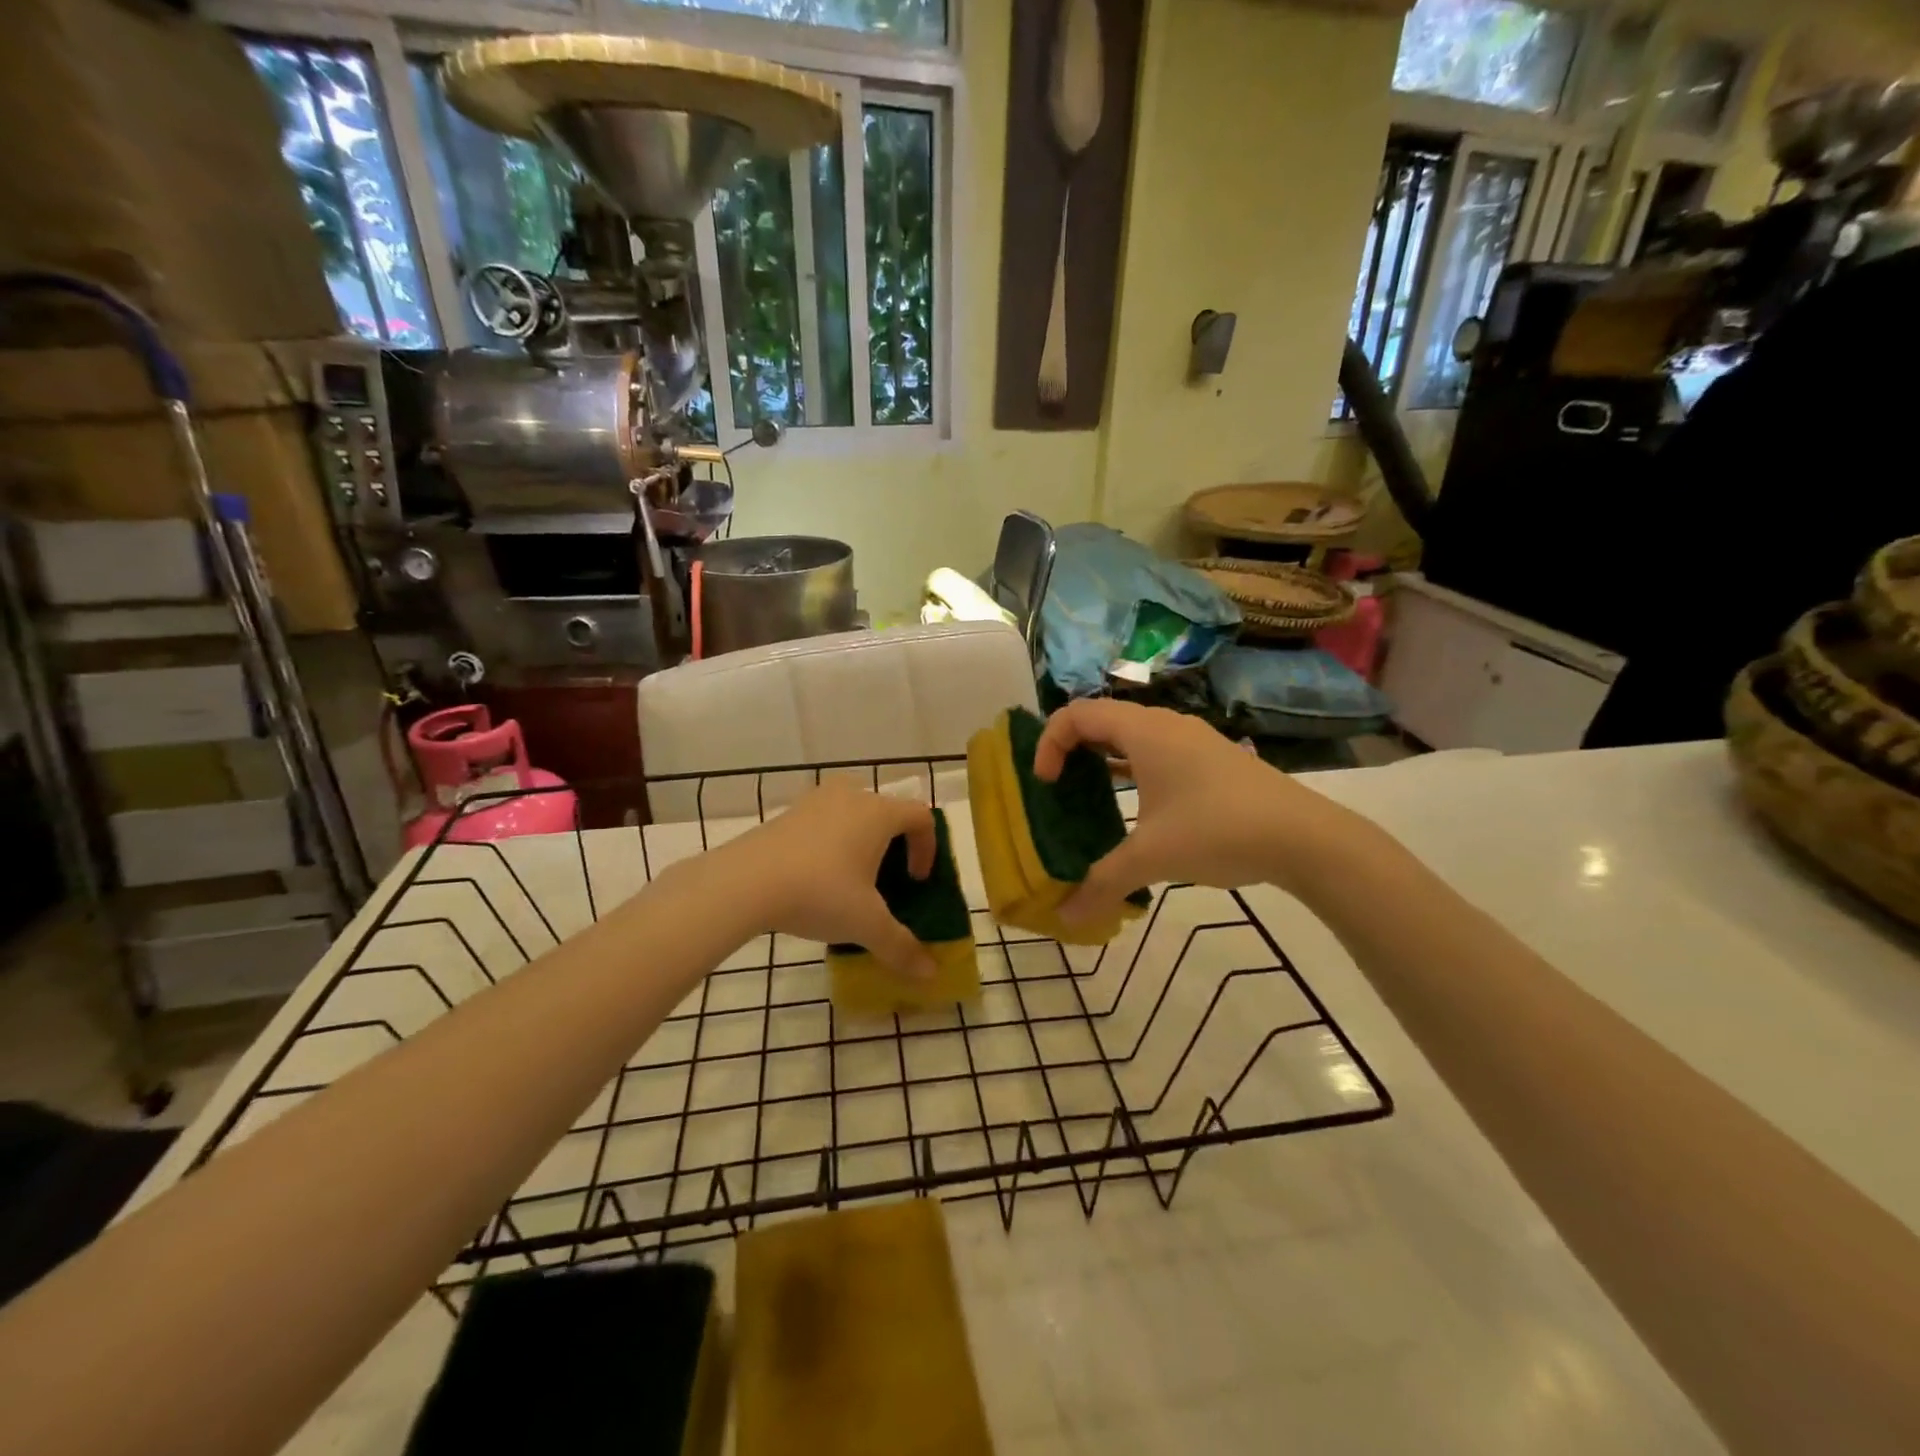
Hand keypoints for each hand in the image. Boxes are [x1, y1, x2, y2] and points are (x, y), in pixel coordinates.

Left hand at [720, 781, 937, 979]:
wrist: (744, 882)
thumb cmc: (819, 893)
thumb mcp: (866, 924)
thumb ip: (900, 946)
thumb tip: (930, 973)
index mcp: (879, 812)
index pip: (921, 817)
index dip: (928, 848)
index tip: (916, 881)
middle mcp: (851, 795)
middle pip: (887, 811)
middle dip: (894, 844)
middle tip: (887, 880)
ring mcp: (815, 800)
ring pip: (853, 813)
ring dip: (861, 841)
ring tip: (851, 878)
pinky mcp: (787, 813)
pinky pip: (823, 821)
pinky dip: (831, 842)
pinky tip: (817, 878)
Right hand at [1034, 700, 1357, 922]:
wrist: (1305, 837)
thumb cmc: (1218, 831)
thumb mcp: (1153, 857)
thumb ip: (1102, 883)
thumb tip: (1065, 918)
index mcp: (1144, 732)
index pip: (1077, 714)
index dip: (1049, 743)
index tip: (1045, 784)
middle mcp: (1166, 725)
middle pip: (1102, 719)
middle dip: (1071, 749)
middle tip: (1057, 787)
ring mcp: (1193, 739)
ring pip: (1132, 735)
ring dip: (1103, 758)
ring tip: (1088, 795)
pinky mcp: (1212, 759)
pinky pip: (1157, 751)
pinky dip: (1133, 769)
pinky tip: (1136, 806)